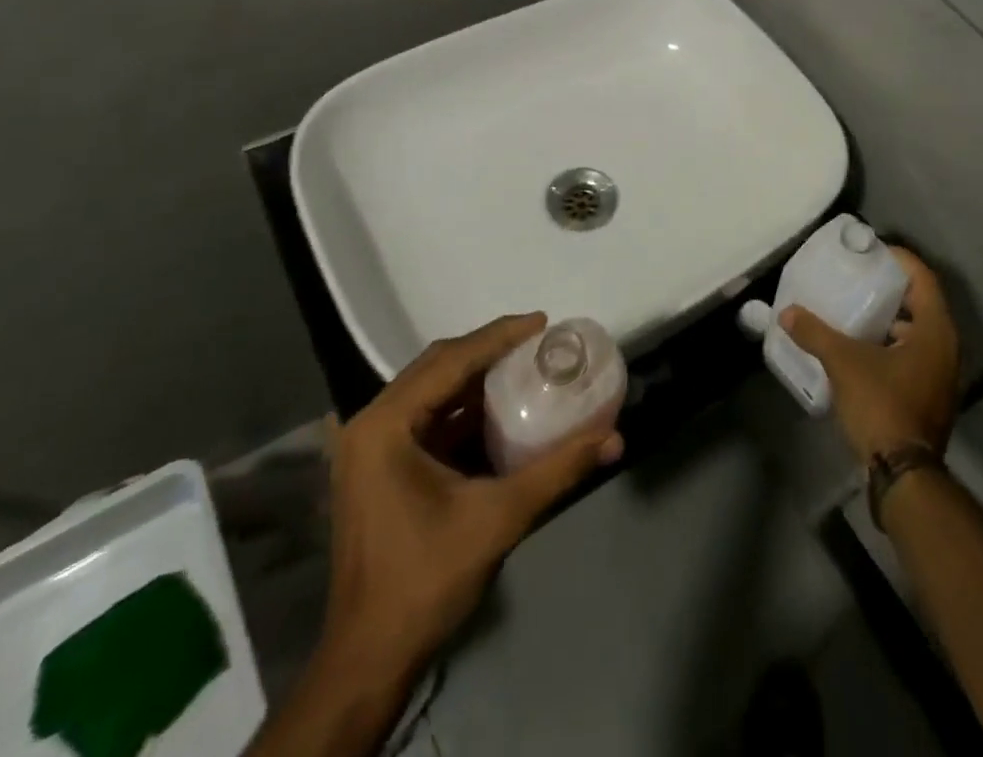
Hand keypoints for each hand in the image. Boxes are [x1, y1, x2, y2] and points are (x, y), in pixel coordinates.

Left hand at [318, 313, 623, 670]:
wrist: (369, 660)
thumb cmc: (425, 580)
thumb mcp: (498, 518)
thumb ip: (558, 471)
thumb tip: (614, 437)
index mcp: (385, 425)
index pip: (450, 361)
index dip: (498, 337)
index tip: (542, 322)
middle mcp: (371, 425)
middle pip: (437, 367)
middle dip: (488, 350)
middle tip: (536, 340)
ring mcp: (370, 448)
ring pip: (431, 391)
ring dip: (476, 377)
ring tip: (524, 365)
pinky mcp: (379, 469)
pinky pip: (427, 419)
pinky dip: (463, 408)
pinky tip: (499, 409)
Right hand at [780, 246, 959, 463]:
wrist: (904, 474)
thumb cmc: (882, 405)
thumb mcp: (844, 363)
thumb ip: (815, 333)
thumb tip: (787, 313)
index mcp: (935, 330)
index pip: (923, 278)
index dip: (899, 259)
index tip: (870, 250)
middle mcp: (946, 347)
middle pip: (921, 302)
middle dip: (890, 288)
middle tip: (858, 276)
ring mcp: (941, 374)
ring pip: (917, 331)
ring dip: (889, 318)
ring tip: (854, 308)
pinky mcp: (930, 395)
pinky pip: (912, 354)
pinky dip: (890, 343)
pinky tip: (860, 346)